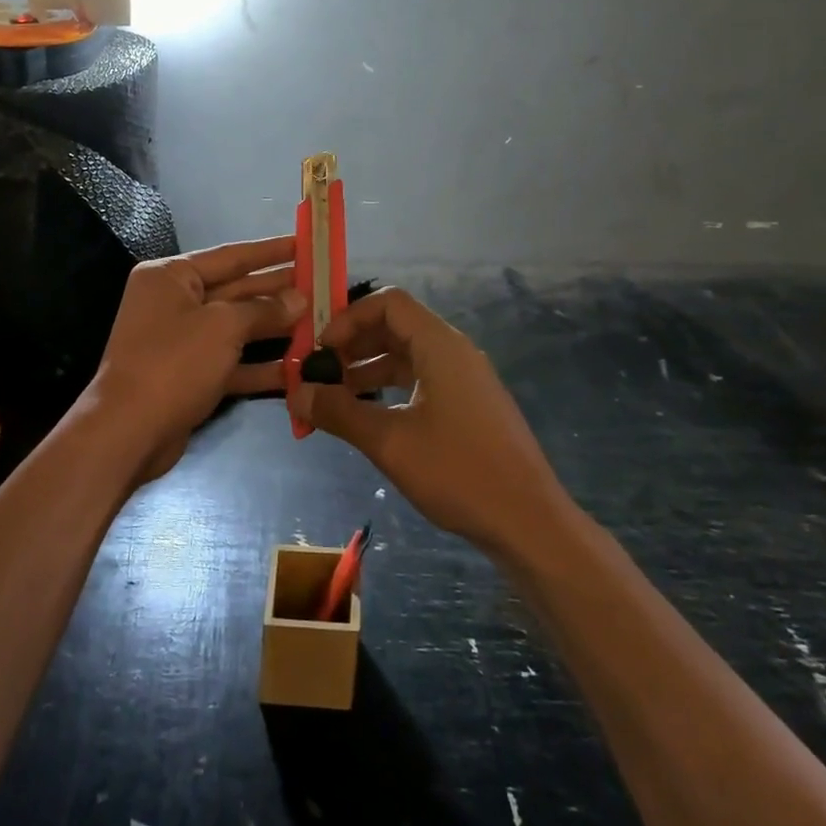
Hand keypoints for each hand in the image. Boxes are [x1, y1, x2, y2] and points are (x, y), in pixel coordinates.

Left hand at [85, 235, 303, 483]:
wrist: (128, 432)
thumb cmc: (174, 363)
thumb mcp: (223, 327)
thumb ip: (264, 309)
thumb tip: (298, 298)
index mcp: (171, 276)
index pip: (230, 256)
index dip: (270, 251)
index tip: (305, 244)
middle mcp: (174, 302)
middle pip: (235, 290)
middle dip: (277, 290)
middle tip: (320, 285)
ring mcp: (181, 340)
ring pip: (236, 327)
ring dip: (274, 327)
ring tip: (318, 322)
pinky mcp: (190, 375)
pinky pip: (231, 361)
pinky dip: (260, 364)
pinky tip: (297, 367)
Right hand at [291, 287, 571, 557]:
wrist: (530, 522)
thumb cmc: (459, 472)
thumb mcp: (389, 442)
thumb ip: (339, 412)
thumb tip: (295, 393)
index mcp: (440, 345)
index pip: (389, 303)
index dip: (349, 318)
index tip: (320, 349)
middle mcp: (454, 352)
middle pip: (396, 327)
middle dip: (354, 345)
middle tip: (318, 372)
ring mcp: (465, 379)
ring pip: (408, 356)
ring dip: (369, 369)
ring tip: (334, 397)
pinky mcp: (469, 406)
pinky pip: (422, 380)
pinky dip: (391, 389)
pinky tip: (369, 416)